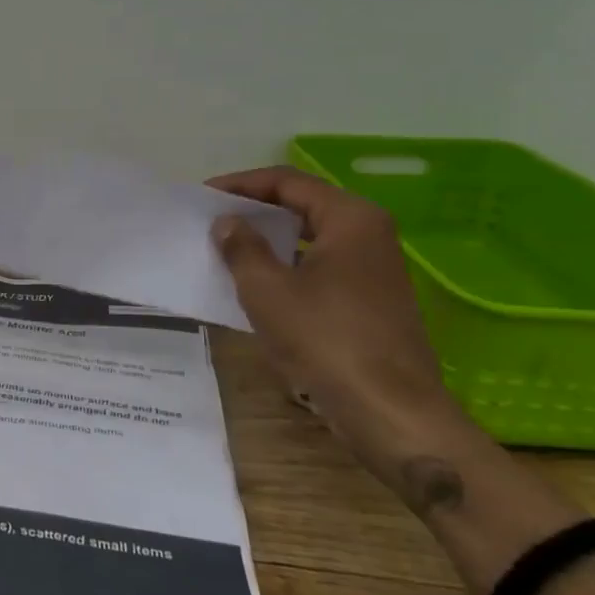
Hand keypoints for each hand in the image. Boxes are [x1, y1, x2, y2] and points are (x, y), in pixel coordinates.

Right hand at [208, 166, 472, 481]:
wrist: (390, 413)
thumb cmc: (325, 339)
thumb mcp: (266, 289)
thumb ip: (242, 247)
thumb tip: (228, 222)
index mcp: (351, 219)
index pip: (288, 182)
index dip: (241, 184)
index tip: (203, 196)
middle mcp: (369, 235)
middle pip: (302, 206)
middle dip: (255, 210)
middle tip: (212, 219)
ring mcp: (374, 270)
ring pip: (311, 239)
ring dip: (269, 240)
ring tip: (226, 249)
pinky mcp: (371, 301)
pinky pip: (320, 267)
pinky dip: (286, 267)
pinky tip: (256, 284)